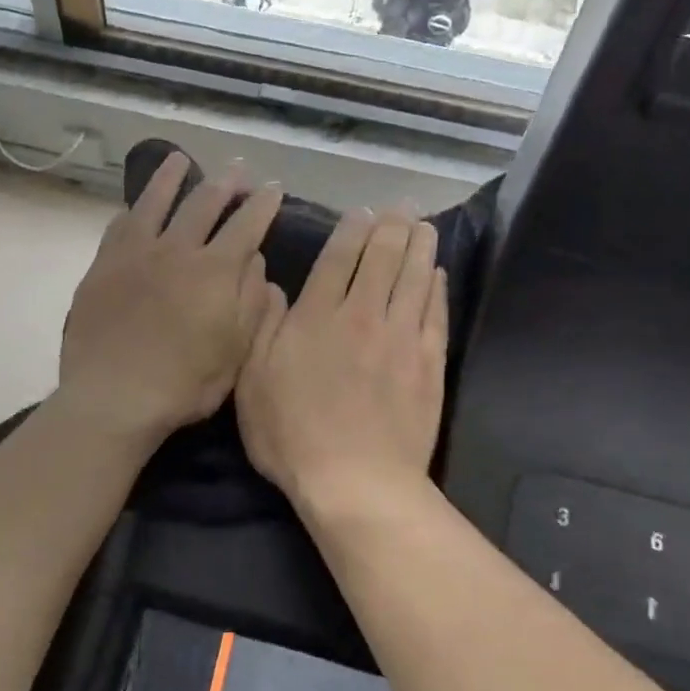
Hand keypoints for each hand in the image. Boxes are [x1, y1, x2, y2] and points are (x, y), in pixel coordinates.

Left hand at [57, 152, 282, 444]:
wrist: (113, 397)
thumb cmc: (183, 385)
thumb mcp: (236, 353)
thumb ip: (251, 302)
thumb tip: (256, 261)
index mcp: (215, 271)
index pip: (247, 225)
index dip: (263, 204)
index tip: (274, 188)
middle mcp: (176, 250)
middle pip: (204, 203)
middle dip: (225, 183)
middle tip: (237, 170)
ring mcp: (135, 254)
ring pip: (155, 202)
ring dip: (170, 177)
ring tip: (179, 160)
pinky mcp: (102, 266)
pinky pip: (119, 226)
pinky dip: (132, 211)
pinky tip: (135, 207)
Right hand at [237, 208, 447, 517]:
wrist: (356, 480)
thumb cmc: (291, 436)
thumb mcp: (252, 383)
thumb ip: (261, 328)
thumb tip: (272, 286)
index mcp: (316, 318)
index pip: (338, 258)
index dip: (351, 230)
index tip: (360, 213)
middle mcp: (361, 315)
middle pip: (382, 258)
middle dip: (391, 228)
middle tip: (399, 209)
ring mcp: (400, 337)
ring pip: (414, 278)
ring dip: (420, 247)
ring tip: (424, 226)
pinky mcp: (428, 363)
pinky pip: (434, 313)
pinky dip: (436, 289)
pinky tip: (436, 275)